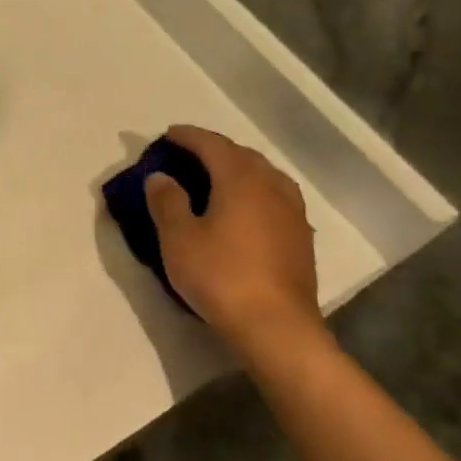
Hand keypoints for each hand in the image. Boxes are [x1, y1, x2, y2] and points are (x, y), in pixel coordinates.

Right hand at [145, 125, 325, 353]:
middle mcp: (272, 186)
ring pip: (265, 175)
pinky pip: (275, 197)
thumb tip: (160, 176)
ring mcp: (292, 212)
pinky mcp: (301, 237)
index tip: (169, 134)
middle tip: (189, 154)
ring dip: (239, 168)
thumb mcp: (178, 238)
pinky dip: (255, 191)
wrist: (275, 326)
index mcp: (241, 179)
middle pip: (243, 155)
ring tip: (218, 177)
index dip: (189, 136)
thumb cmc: (221, 275)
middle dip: (215, 149)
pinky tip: (246, 209)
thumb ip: (167, 201)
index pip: (213, 145)